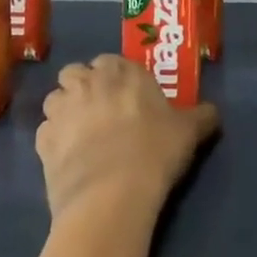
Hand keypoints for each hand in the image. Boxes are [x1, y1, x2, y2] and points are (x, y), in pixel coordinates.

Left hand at [37, 54, 219, 222]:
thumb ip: (201, 116)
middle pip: (76, 73)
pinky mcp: (42, 142)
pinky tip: (67, 160)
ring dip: (64, 111)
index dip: (115, 77)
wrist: (112, 195)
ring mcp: (62, 110)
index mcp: (122, 70)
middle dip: (83, 87)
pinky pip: (45, 133)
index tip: (125, 96)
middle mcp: (88, 81)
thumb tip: (213, 113)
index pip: (111, 60)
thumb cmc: (154, 152)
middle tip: (99, 112)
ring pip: (55, 99)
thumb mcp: (188, 132)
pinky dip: (53, 142)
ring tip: (80, 135)